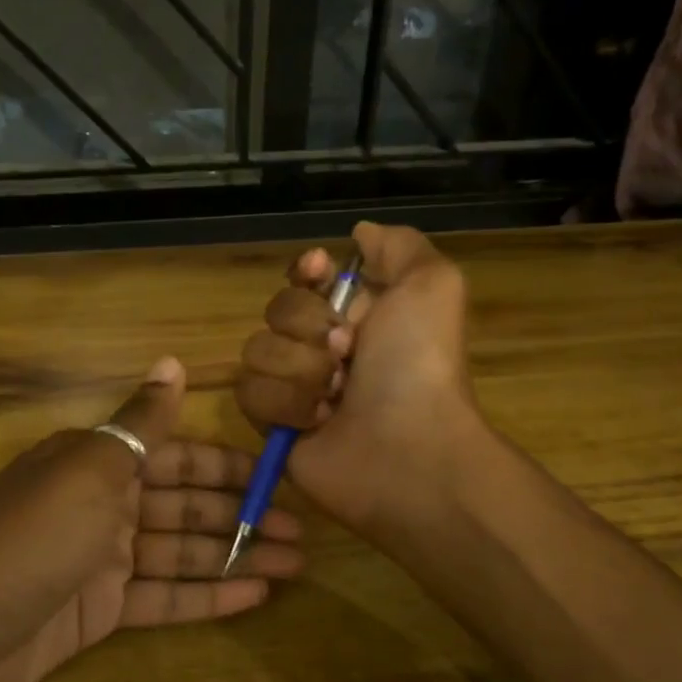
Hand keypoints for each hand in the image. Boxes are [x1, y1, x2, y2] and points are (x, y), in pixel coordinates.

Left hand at [0, 357, 303, 681]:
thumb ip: (141, 423)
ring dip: (235, 557)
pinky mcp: (100, 612)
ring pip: (181, 553)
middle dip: (241, 516)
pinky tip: (254, 596)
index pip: (175, 456)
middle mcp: (103, 505)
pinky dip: (206, 596)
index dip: (227, 466)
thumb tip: (172, 363)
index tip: (278, 476)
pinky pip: (162, 598)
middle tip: (301, 532)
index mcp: (98, 462)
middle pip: (184, 507)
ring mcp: (102, 562)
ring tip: (293, 563)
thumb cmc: (31, 537)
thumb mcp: (91, 468)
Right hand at [234, 222, 480, 537]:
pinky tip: (319, 422)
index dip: (306, 271)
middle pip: (276, 309)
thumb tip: (359, 233)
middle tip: (349, 353)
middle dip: (311, 327)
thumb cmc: (419, 365)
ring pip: (257, 351)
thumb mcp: (431, 284)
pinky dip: (286, 405)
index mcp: (358, 314)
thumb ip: (397, 246)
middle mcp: (323, 347)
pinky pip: (250, 393)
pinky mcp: (273, 426)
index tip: (317, 270)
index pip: (306, 278)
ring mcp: (295, 387)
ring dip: (301, 370)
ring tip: (337, 396)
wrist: (408, 448)